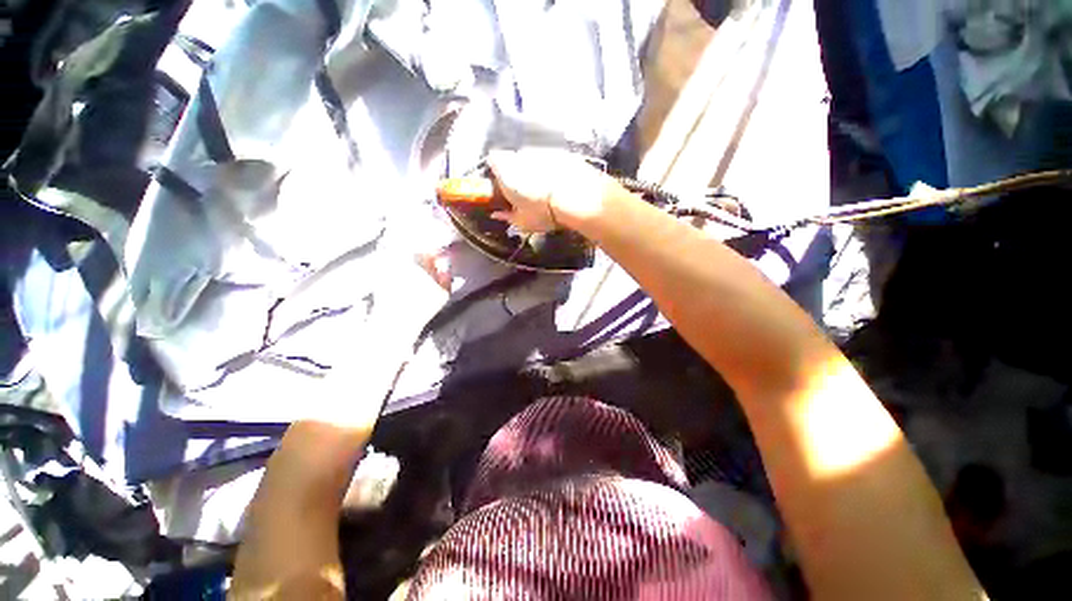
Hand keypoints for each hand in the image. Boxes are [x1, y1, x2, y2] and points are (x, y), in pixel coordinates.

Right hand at [487, 148, 621, 232]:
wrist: (576, 198)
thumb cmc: (542, 213)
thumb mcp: (522, 222)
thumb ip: (507, 216)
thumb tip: (496, 214)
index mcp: (504, 169)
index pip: (492, 160)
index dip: (496, 173)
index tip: (502, 187)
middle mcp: (520, 154)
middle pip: (513, 159)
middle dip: (517, 172)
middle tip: (526, 192)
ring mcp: (542, 150)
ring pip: (533, 159)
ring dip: (535, 171)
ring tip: (546, 191)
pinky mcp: (561, 152)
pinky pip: (552, 160)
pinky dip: (553, 170)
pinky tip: (561, 185)